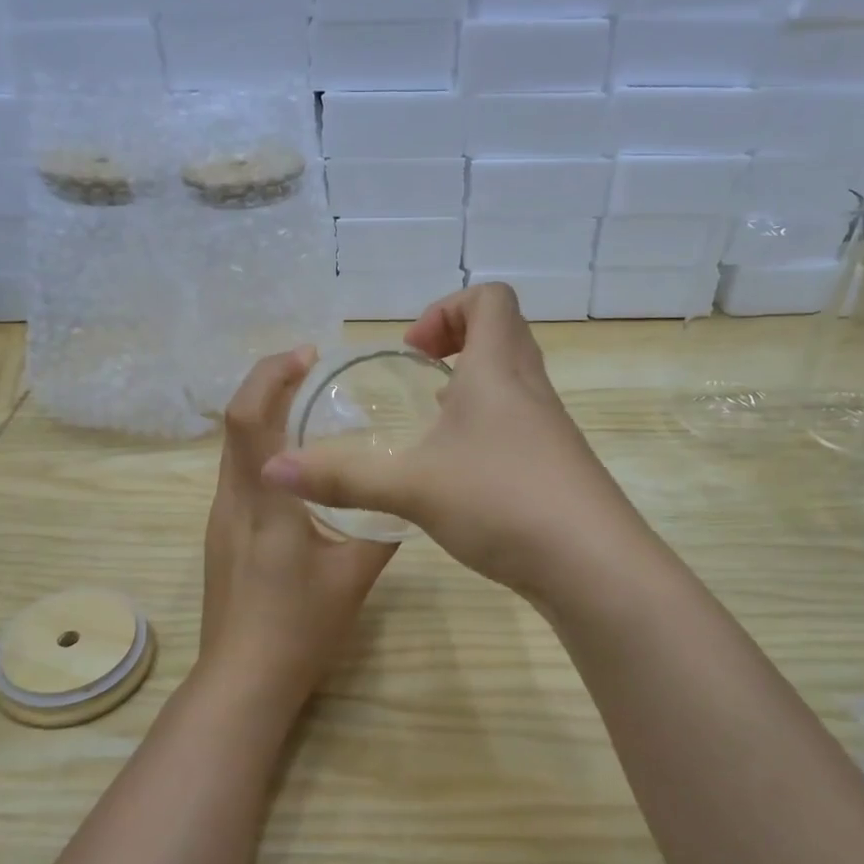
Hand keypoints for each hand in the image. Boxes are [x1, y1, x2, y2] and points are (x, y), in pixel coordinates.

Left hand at [199, 348, 396, 703]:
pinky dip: (263, 450)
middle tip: (313, 369)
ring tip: (310, 406)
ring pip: (234, 449)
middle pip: (235, 423)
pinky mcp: (221, 536)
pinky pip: (239, 475)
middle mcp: (231, 500)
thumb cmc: (300, 628)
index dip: (270, 375)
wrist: (243, 681)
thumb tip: (406, 498)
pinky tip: (298, 466)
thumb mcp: (355, 576)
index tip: (307, 355)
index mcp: (263, 503)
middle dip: (268, 384)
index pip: (246, 418)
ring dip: (264, 416)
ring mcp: (220, 519)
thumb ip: (383, 531)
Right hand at [261, 284, 644, 600]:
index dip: (448, 309)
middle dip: (457, 344)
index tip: (413, 349)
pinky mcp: (555, 467)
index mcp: (500, 370)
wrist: (591, 565)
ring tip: (431, 424)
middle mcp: (530, 390)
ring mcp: (549, 430)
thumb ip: (341, 477)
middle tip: (419, 379)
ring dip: (471, 389)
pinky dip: (485, 428)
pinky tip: (457, 473)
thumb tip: (272, 470)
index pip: (490, 299)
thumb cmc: (502, 501)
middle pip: (503, 334)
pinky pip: (517, 424)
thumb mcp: (412, 486)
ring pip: (512, 383)